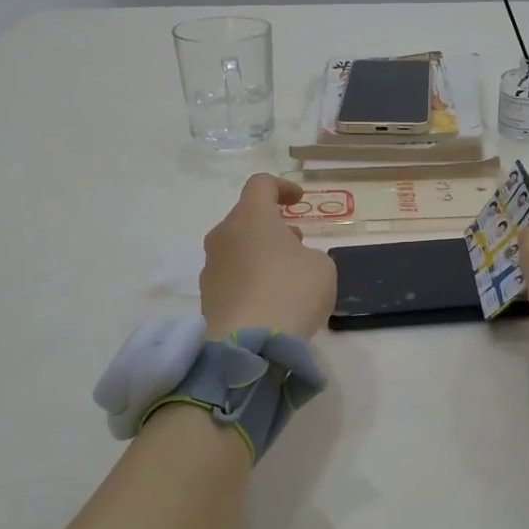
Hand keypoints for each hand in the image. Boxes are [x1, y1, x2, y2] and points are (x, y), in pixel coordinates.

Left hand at [201, 174, 337, 340]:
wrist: (251, 344)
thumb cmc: (292, 291)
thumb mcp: (321, 266)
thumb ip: (308, 254)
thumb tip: (290, 261)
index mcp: (251, 216)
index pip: (261, 184)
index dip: (282, 187)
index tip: (298, 200)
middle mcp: (223, 235)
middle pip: (246, 218)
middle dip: (271, 226)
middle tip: (296, 242)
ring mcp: (210, 266)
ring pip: (236, 248)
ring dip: (258, 253)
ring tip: (284, 275)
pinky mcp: (206, 297)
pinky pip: (231, 277)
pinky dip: (249, 280)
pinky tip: (268, 300)